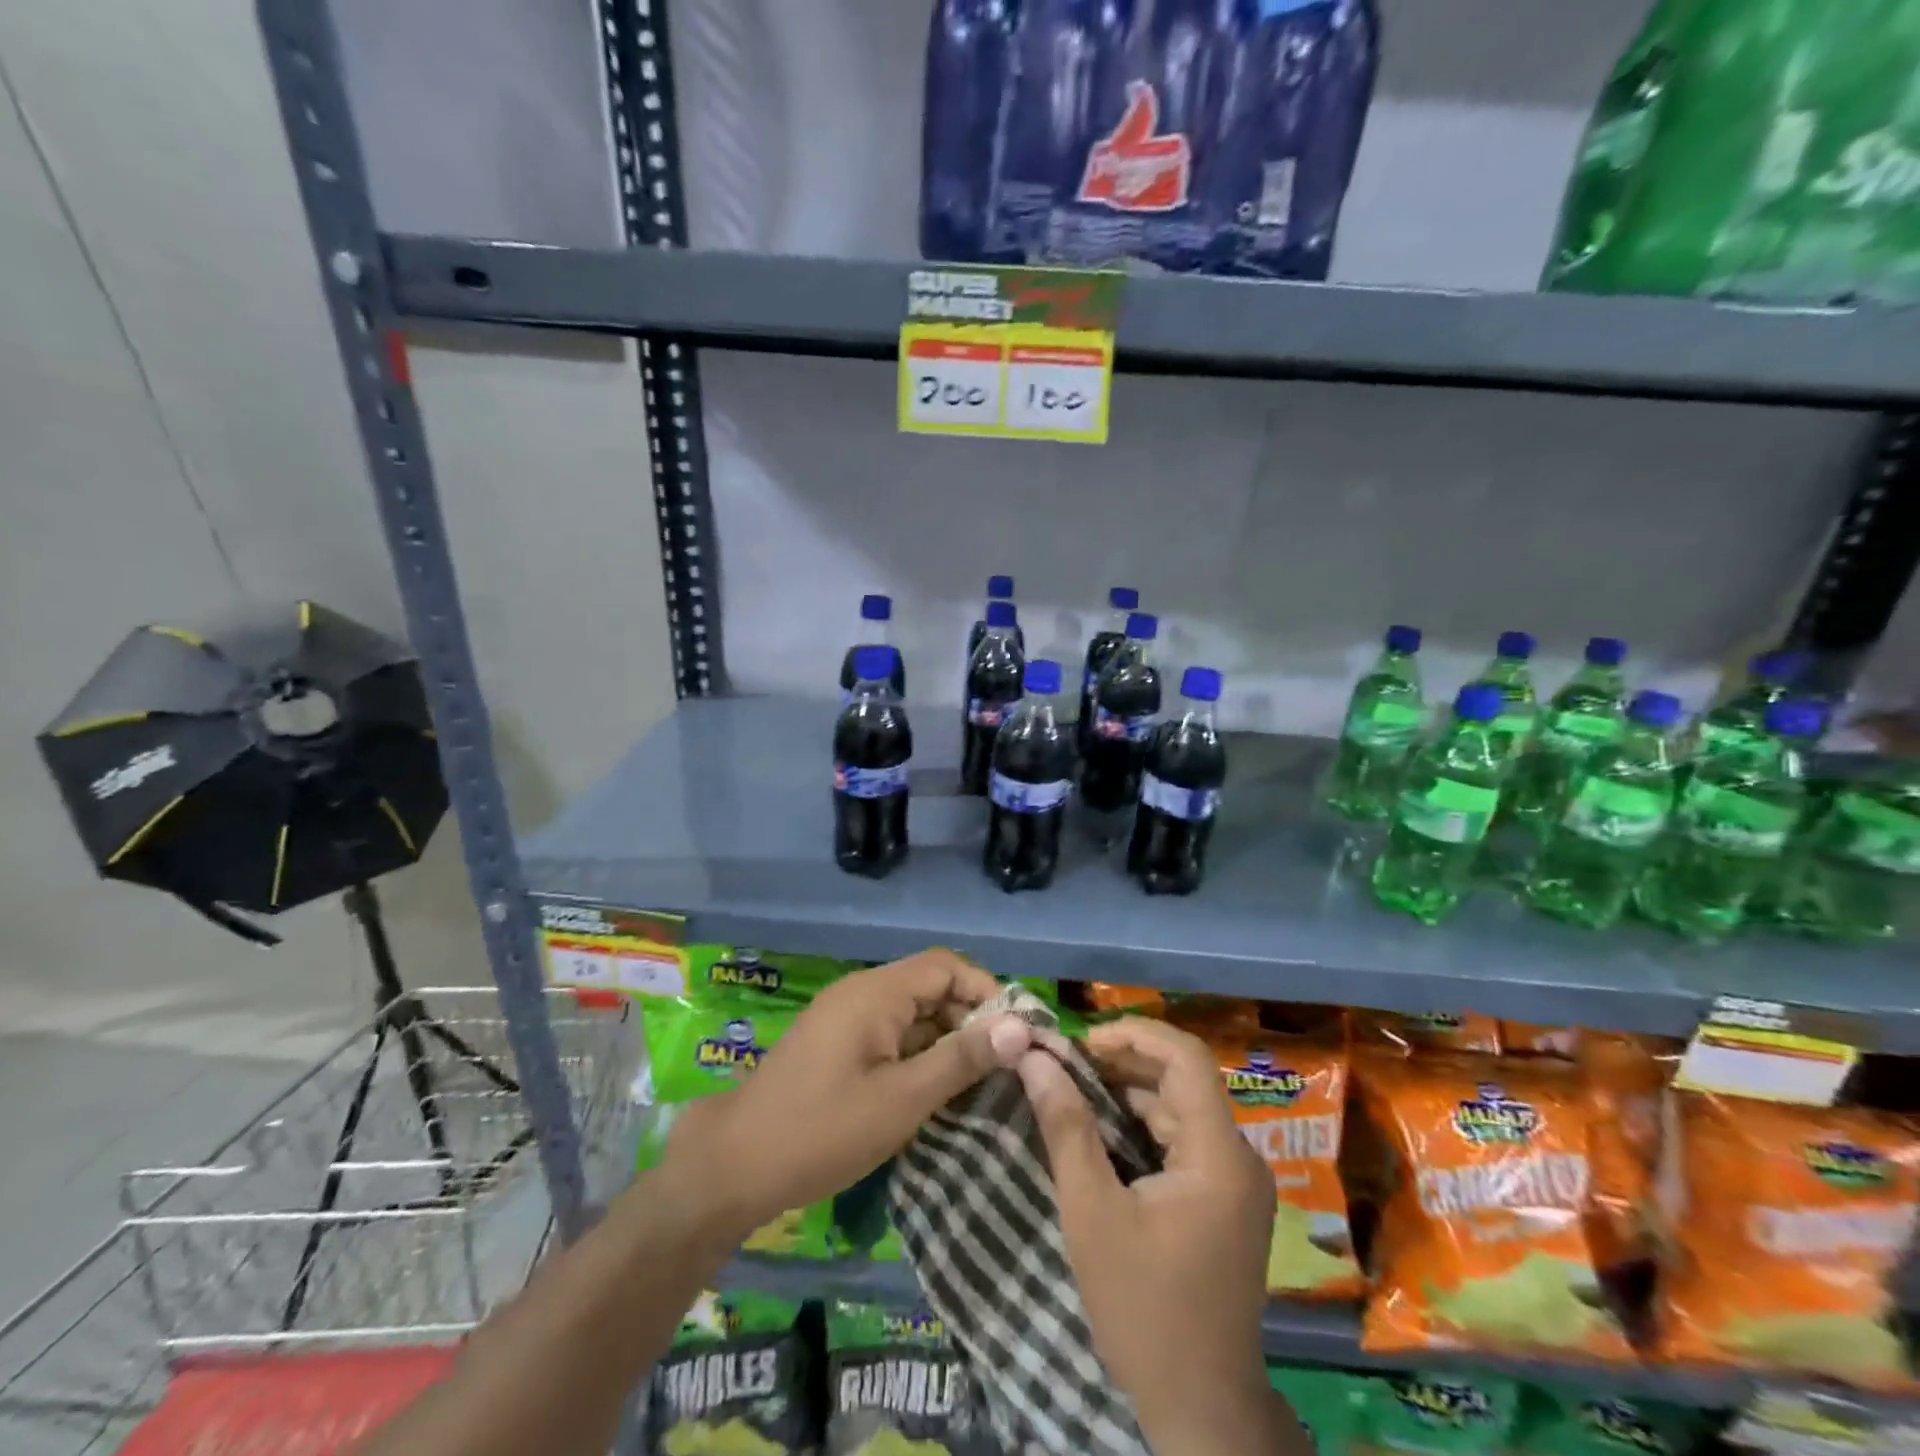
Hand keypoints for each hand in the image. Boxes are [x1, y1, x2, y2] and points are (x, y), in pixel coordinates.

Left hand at [662, 950, 1031, 1244]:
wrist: (733, 1166)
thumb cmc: (822, 1131)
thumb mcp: (902, 1099)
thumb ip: (960, 1059)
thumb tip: (1019, 1027)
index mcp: (876, 992)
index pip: (946, 966)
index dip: (985, 991)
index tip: (1014, 1035)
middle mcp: (862, 992)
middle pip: (930, 987)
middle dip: (969, 1020)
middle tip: (1002, 1067)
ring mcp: (845, 1017)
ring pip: (911, 1013)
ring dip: (944, 1040)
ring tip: (977, 1084)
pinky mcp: (836, 1043)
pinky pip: (890, 1034)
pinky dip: (917, 1054)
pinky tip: (934, 1092)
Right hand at [1018, 1017, 1289, 1454]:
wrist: (1199, 1407)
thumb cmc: (1143, 1308)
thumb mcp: (1092, 1213)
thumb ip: (1066, 1127)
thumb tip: (1036, 1058)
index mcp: (1219, 1154)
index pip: (1186, 1057)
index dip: (1134, 1033)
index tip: (1081, 1040)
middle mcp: (1238, 1156)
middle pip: (1183, 1080)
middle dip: (1123, 1061)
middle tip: (1065, 1061)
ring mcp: (1235, 1180)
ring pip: (1180, 1107)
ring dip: (1129, 1092)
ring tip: (1073, 1086)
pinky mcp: (1224, 1201)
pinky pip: (1183, 1139)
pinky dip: (1142, 1124)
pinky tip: (1100, 1128)